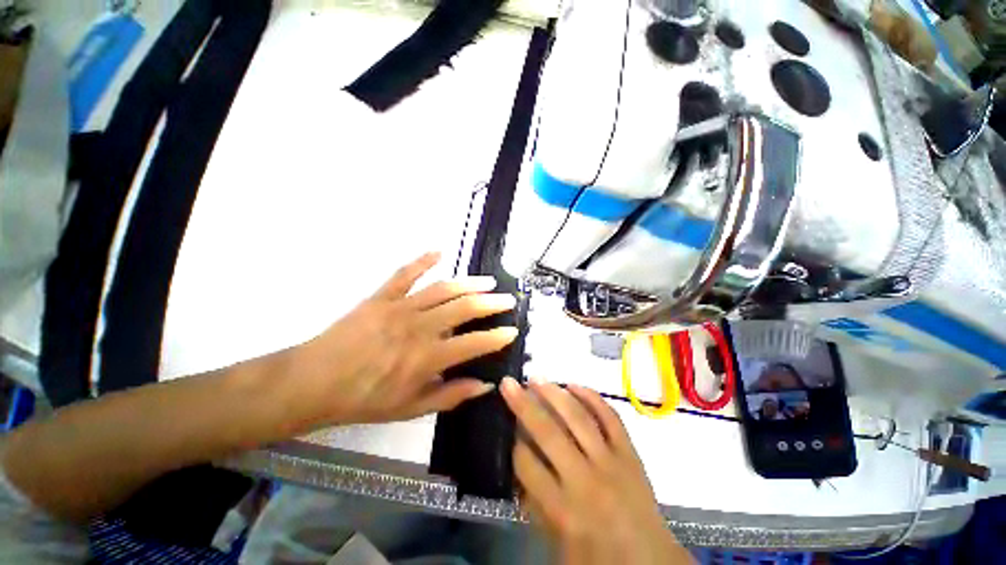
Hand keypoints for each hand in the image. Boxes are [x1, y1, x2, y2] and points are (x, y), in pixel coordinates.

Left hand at [285, 252, 517, 428]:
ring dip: (469, 283)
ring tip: (488, 281)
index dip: (497, 337)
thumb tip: (484, 385)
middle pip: (464, 309)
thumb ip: (450, 395)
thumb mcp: (410, 408)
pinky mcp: (381, 296)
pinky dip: (422, 260)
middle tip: (508, 299)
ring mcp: (400, 308)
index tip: (512, 330)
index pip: (474, 343)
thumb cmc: (365, 399)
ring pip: (443, 289)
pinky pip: (404, 273)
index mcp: (427, 358)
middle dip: (491, 303)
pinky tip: (439, 251)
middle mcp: (419, 328)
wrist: (315, 381)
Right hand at [500, 377, 691, 564]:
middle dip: (524, 405)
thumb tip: (518, 462)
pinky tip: (574, 385)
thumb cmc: (597, 556)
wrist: (651, 561)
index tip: (506, 424)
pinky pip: (610, 417)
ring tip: (537, 378)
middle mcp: (584, 479)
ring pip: (578, 418)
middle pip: (548, 433)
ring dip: (554, 394)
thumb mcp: (555, 539)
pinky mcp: (630, 452)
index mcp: (563, 509)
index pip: (527, 464)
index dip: (513, 441)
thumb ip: (534, 501)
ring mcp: (610, 461)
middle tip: (509, 383)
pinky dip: (592, 397)